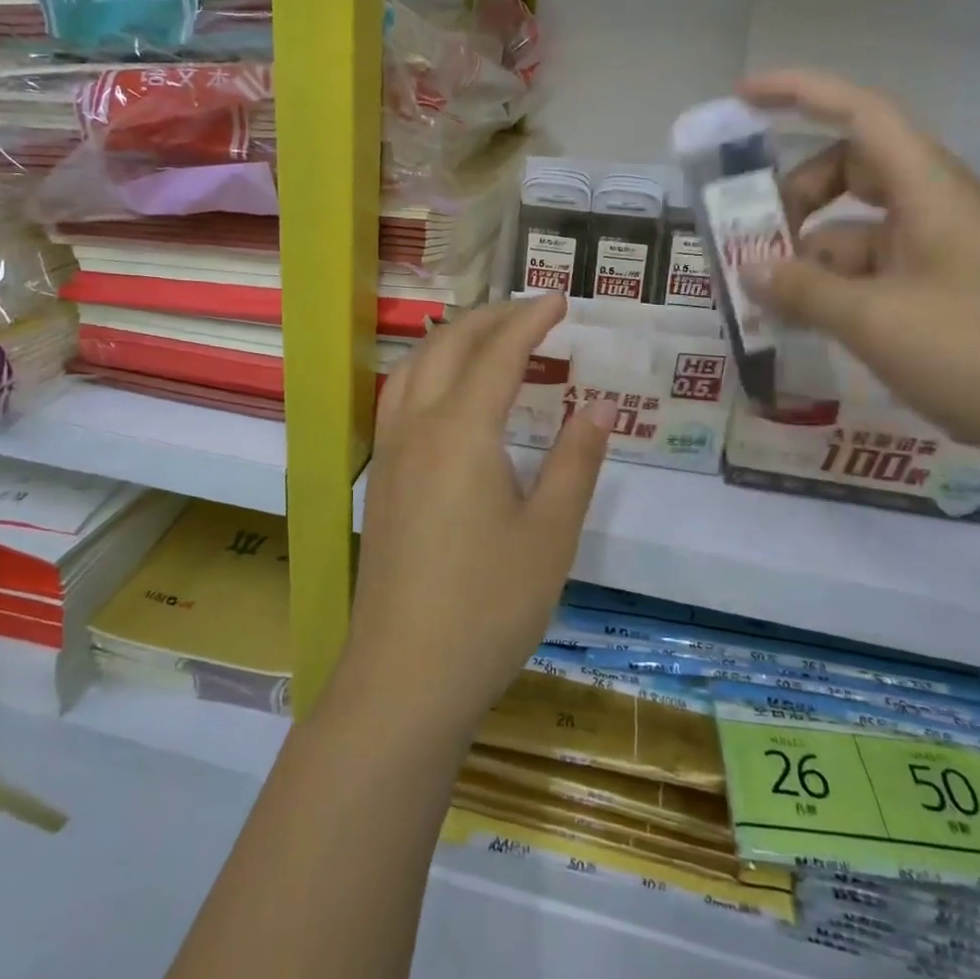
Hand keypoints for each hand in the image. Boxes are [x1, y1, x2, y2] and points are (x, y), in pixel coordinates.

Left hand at [336, 295, 613, 741]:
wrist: (405, 678)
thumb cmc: (488, 607)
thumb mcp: (550, 535)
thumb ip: (575, 464)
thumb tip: (598, 409)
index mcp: (461, 432)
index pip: (498, 353)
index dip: (530, 321)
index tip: (559, 301)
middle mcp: (417, 428)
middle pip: (448, 347)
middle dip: (490, 318)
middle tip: (531, 313)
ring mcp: (390, 453)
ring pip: (413, 367)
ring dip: (452, 339)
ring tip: (489, 339)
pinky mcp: (381, 480)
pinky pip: (399, 397)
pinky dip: (427, 370)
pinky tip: (447, 393)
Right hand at [737, 71, 979, 480]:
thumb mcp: (877, 322)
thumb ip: (804, 291)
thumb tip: (749, 271)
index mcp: (929, 192)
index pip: (860, 114)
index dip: (799, 93)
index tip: (743, 98)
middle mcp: (938, 209)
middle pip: (852, 172)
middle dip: (795, 198)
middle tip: (752, 245)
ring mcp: (946, 253)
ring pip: (860, 231)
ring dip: (811, 256)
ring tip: (769, 303)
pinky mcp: (952, 293)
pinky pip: (878, 272)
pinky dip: (838, 289)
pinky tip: (811, 327)